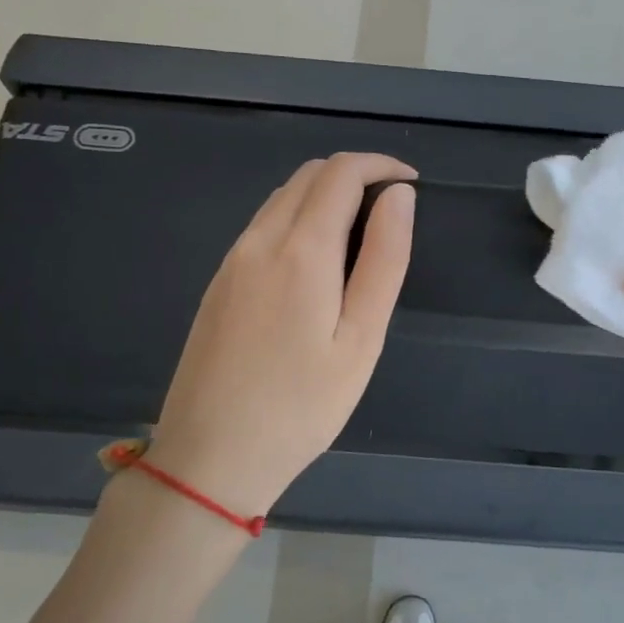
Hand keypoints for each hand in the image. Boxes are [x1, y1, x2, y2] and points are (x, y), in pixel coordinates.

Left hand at [147, 153, 415, 517]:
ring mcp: (232, 260)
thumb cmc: (302, 406)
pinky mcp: (219, 282)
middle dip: (356, 175)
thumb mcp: (361, 338)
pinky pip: (263, 225)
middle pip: (309, 175)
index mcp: (301, 250)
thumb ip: (384, 259)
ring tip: (362, 236)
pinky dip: (299, 218)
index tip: (412, 184)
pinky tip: (317, 262)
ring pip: (282, 197)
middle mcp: (259, 240)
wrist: (211, 457)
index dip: (382, 165)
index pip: (341, 173)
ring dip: (325, 195)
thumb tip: (399, 196)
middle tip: (392, 211)